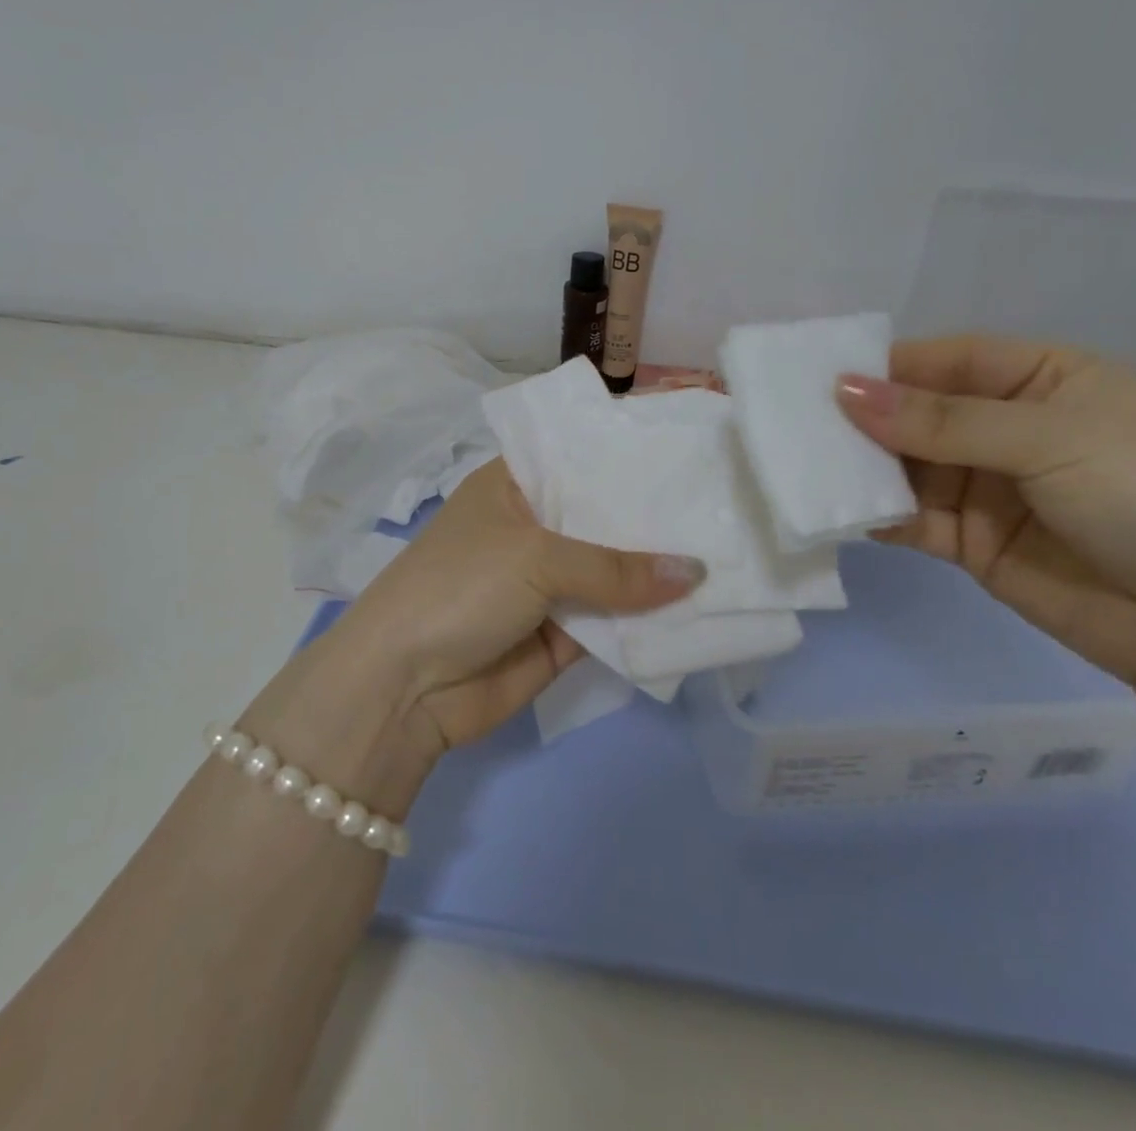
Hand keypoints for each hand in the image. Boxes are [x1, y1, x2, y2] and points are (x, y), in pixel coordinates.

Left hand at [243, 460, 703, 808]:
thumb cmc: (460, 588)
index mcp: (514, 486)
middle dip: (655, 516)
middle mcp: (534, 528)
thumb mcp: (536, 558)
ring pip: (615, 572)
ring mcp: (549, 583)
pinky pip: (614, 621)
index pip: (579, 456)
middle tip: (726, 501)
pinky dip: (649, 619)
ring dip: (660, 570)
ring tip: (732, 549)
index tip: (688, 448)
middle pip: (604, 517)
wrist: (404, 688)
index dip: (628, 453)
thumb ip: (617, 568)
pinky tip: (704, 607)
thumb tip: (698, 572)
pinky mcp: (563, 634)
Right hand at [836, 335, 1135, 693]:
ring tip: (809, 467)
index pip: (949, 360)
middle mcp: (1008, 428)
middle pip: (919, 413)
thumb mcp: (1051, 438)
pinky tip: (843, 512)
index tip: (824, 377)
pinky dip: (878, 514)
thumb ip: (943, 420)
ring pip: (908, 466)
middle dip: (867, 419)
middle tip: (798, 425)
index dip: (890, 367)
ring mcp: (987, 487)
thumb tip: (846, 391)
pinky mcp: (970, 542)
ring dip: (864, 468)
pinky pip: (912, 518)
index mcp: (1043, 380)